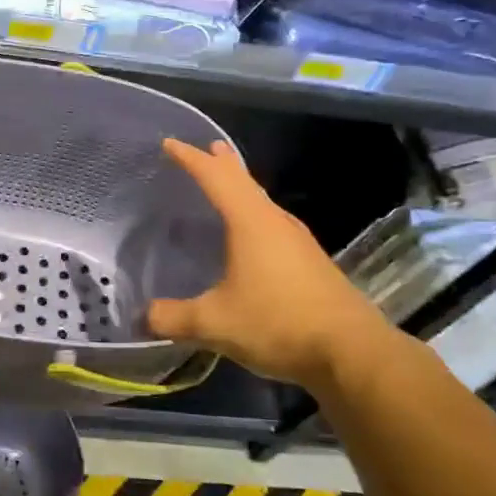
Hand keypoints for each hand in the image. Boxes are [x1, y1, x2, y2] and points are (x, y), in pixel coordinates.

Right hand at [147, 139, 400, 395]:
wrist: (352, 353)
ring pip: (261, 203)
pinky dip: (253, 216)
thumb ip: (173, 318)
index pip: (215, 177)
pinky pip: (272, 225)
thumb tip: (143, 317)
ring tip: (226, 185)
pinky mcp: (309, 263)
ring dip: (241, 189)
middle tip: (207, 147)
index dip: (190, 158)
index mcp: (251, 222)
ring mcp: (298, 242)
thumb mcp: (214, 323)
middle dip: (223, 164)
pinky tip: (249, 236)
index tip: (169, 143)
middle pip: (245, 182)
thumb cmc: (278, 323)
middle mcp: (276, 222)